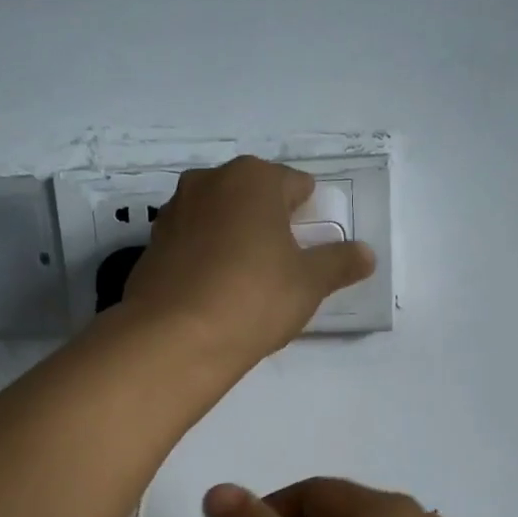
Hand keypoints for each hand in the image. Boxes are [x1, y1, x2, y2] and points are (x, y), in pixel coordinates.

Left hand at [122, 156, 374, 363]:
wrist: (176, 337)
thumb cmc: (254, 297)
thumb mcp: (309, 283)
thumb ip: (339, 263)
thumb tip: (366, 254)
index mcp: (253, 178)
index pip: (295, 186)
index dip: (309, 214)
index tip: (311, 247)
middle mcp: (208, 182)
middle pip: (252, 197)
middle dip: (269, 223)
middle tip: (282, 265)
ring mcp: (174, 212)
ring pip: (218, 218)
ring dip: (234, 238)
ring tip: (246, 282)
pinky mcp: (151, 246)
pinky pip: (191, 244)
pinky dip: (205, 259)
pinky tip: (213, 293)